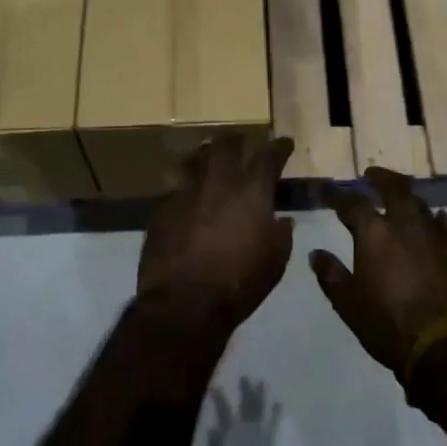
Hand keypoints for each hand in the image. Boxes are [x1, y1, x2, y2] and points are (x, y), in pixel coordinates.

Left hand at [138, 135, 294, 338]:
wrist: (184, 305)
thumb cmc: (238, 285)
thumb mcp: (274, 263)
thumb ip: (280, 235)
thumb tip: (282, 220)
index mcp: (250, 194)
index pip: (268, 158)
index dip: (279, 148)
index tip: (284, 143)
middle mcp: (218, 185)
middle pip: (224, 147)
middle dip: (234, 140)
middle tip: (239, 141)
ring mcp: (186, 195)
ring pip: (194, 162)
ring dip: (204, 158)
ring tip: (207, 161)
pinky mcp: (162, 211)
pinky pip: (176, 191)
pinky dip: (186, 192)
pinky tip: (187, 202)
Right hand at [206, 377, 280, 445]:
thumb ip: (216, 442)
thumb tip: (213, 426)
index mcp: (231, 431)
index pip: (224, 409)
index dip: (220, 397)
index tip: (216, 385)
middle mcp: (247, 426)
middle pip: (246, 404)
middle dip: (246, 389)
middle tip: (246, 377)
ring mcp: (261, 432)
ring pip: (261, 407)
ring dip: (263, 395)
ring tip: (264, 383)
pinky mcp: (272, 439)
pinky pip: (275, 421)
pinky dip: (277, 412)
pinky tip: (281, 403)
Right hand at [310, 167, 446, 376]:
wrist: (442, 347)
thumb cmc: (386, 324)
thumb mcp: (347, 303)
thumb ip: (331, 274)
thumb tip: (317, 254)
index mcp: (374, 234)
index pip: (351, 203)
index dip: (336, 195)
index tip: (326, 190)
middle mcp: (404, 226)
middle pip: (394, 189)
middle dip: (380, 178)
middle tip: (370, 175)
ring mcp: (433, 238)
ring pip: (420, 204)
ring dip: (407, 196)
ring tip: (398, 196)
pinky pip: (445, 227)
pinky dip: (436, 218)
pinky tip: (435, 218)